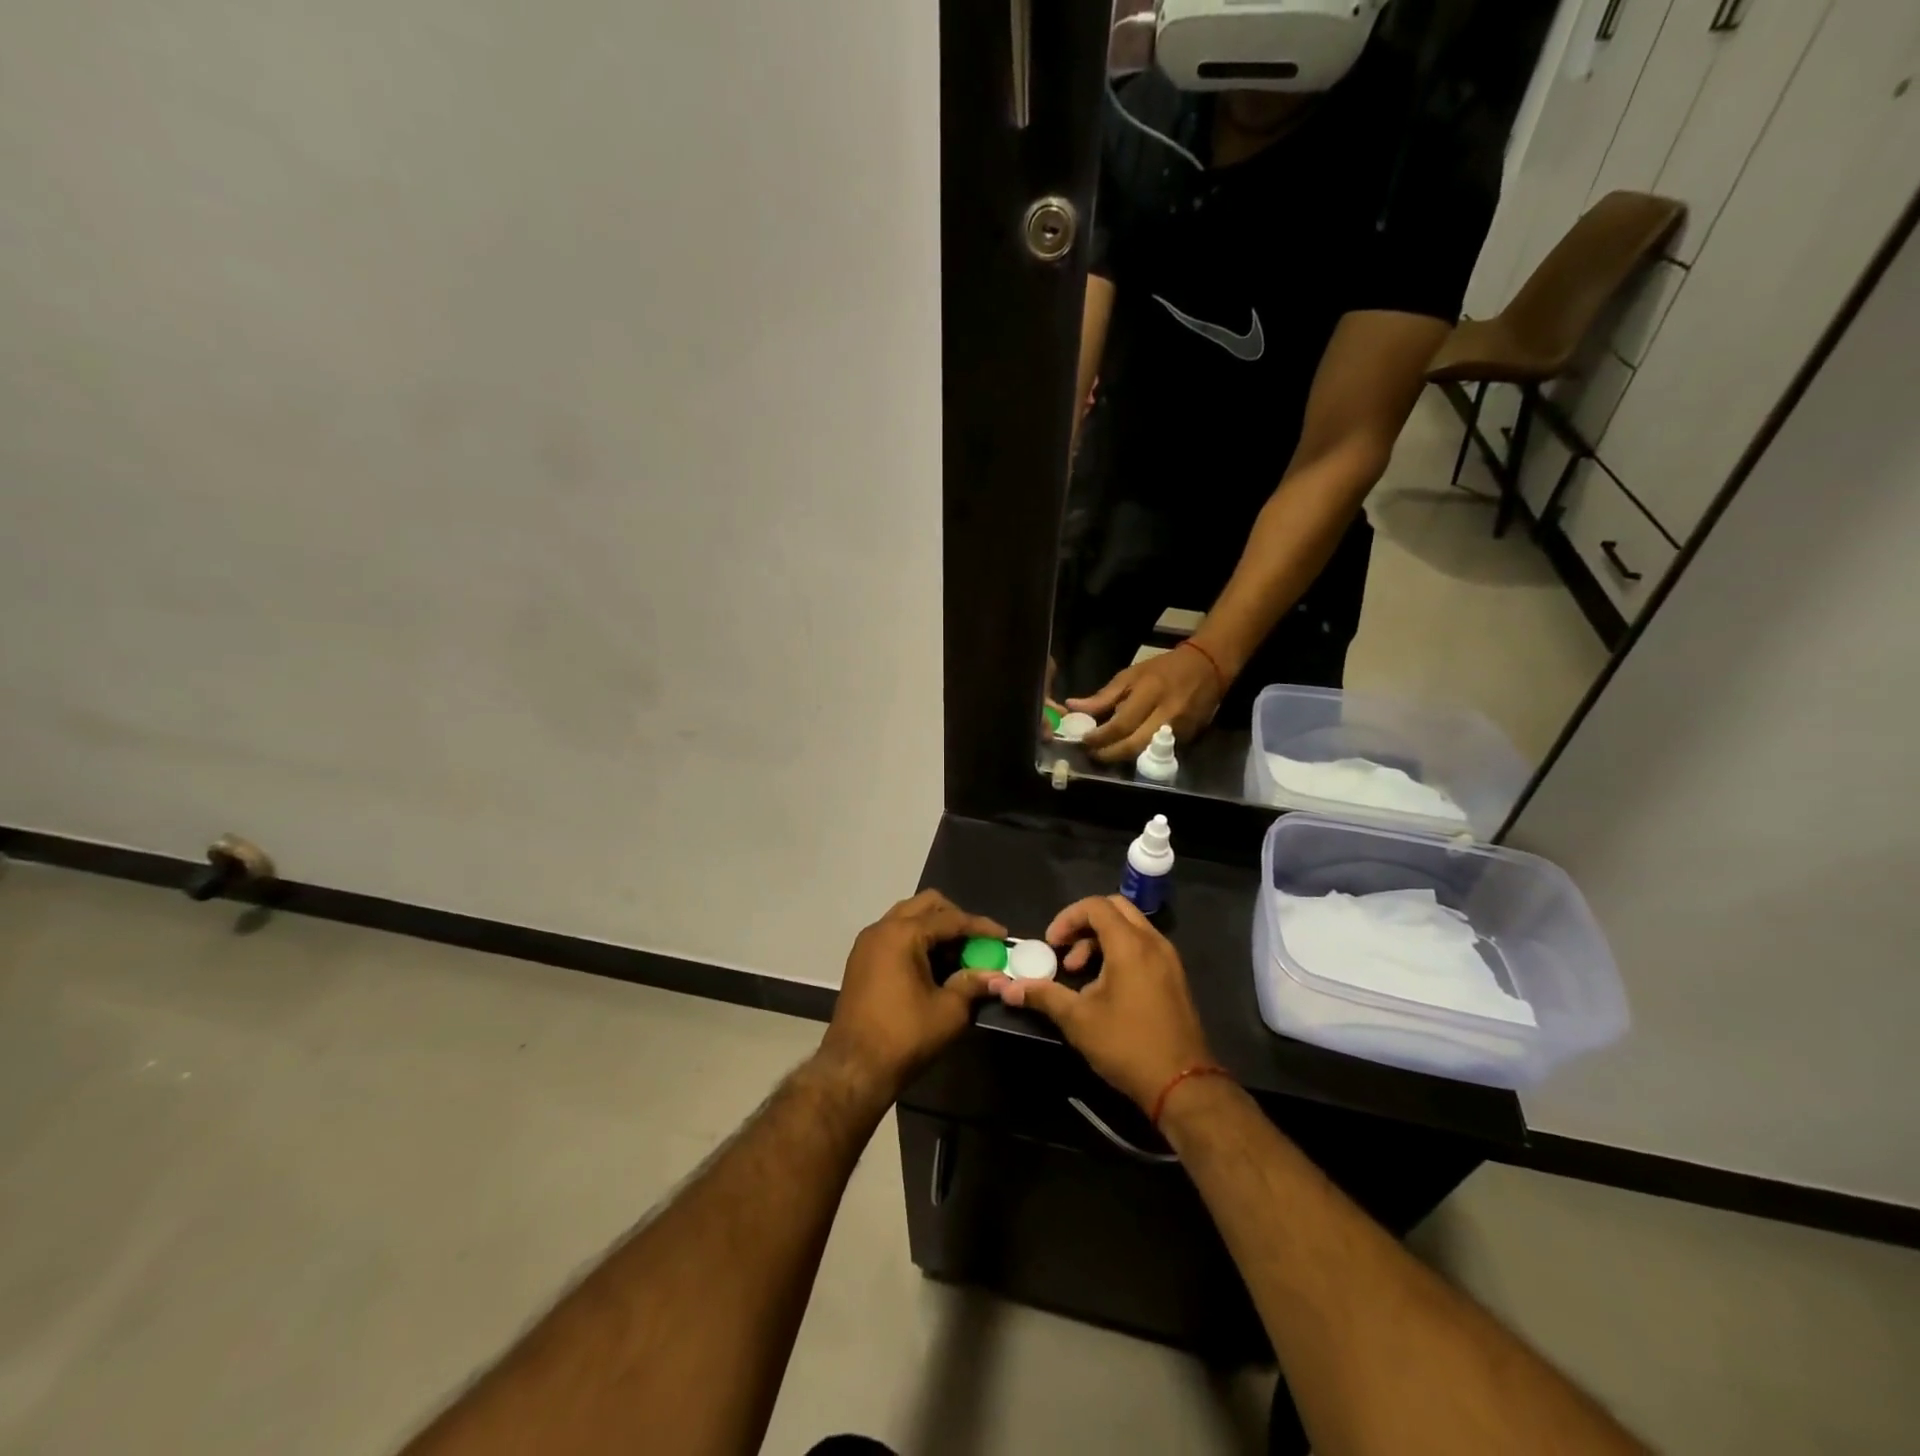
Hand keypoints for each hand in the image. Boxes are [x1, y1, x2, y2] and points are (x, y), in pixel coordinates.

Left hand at [818, 891, 1005, 1099]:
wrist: (854, 1068)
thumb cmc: (904, 1036)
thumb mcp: (949, 1011)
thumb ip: (973, 984)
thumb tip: (997, 975)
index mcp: (903, 934)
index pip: (950, 919)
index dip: (980, 927)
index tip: (1003, 936)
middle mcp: (882, 928)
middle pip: (926, 905)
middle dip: (956, 918)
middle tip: (977, 941)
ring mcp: (867, 943)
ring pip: (908, 917)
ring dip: (935, 929)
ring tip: (958, 955)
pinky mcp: (861, 960)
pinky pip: (895, 935)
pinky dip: (917, 940)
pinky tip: (934, 965)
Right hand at [993, 895, 1214, 1112]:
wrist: (1182, 1085)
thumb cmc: (1127, 1044)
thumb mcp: (1078, 1020)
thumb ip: (1043, 995)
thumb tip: (1007, 988)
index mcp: (1130, 944)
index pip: (1095, 905)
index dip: (1067, 918)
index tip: (1051, 944)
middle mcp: (1153, 942)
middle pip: (1115, 909)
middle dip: (1084, 924)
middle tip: (1065, 951)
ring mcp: (1168, 959)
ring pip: (1130, 928)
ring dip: (1101, 940)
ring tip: (1080, 974)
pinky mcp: (1174, 977)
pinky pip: (1143, 946)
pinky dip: (1120, 952)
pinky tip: (1105, 988)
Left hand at [1070, 645, 1224, 763]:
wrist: (1209, 667)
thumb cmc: (1164, 668)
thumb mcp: (1132, 674)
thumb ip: (1103, 696)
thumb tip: (1073, 707)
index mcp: (1150, 693)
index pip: (1121, 724)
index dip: (1100, 737)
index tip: (1084, 740)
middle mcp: (1166, 714)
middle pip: (1133, 746)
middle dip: (1108, 754)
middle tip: (1092, 753)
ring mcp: (1180, 729)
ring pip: (1146, 753)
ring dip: (1122, 757)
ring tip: (1106, 753)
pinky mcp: (1189, 739)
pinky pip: (1159, 752)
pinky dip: (1140, 753)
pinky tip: (1127, 749)